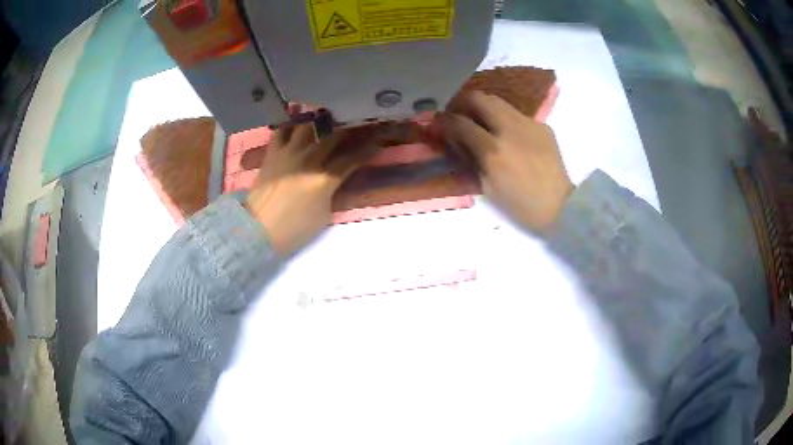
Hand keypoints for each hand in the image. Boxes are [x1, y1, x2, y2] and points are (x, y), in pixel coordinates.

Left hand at [245, 124, 378, 256]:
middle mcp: (309, 159)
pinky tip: (295, 129)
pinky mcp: (272, 153)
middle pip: (333, 136)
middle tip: (354, 128)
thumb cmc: (294, 229)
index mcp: (325, 179)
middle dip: (348, 131)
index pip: (352, 159)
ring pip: (308, 126)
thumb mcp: (324, 216)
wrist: (258, 229)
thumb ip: (331, 192)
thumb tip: (333, 179)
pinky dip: (290, 128)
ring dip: (319, 124)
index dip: (367, 151)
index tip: (378, 143)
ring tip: (324, 122)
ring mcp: (289, 153)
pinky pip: (281, 131)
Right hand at [438, 91, 573, 233]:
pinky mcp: (541, 125)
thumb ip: (471, 160)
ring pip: (498, 101)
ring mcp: (528, 124)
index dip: (444, 120)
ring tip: (480, 121)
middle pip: (478, 98)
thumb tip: (457, 141)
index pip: (460, 123)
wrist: (560, 205)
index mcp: (493, 151)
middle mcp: (509, 129)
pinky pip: (516, 114)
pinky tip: (508, 134)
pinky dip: (504, 119)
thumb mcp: (488, 188)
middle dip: (462, 103)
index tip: (438, 122)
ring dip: (483, 107)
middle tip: (458, 115)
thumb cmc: (521, 205)